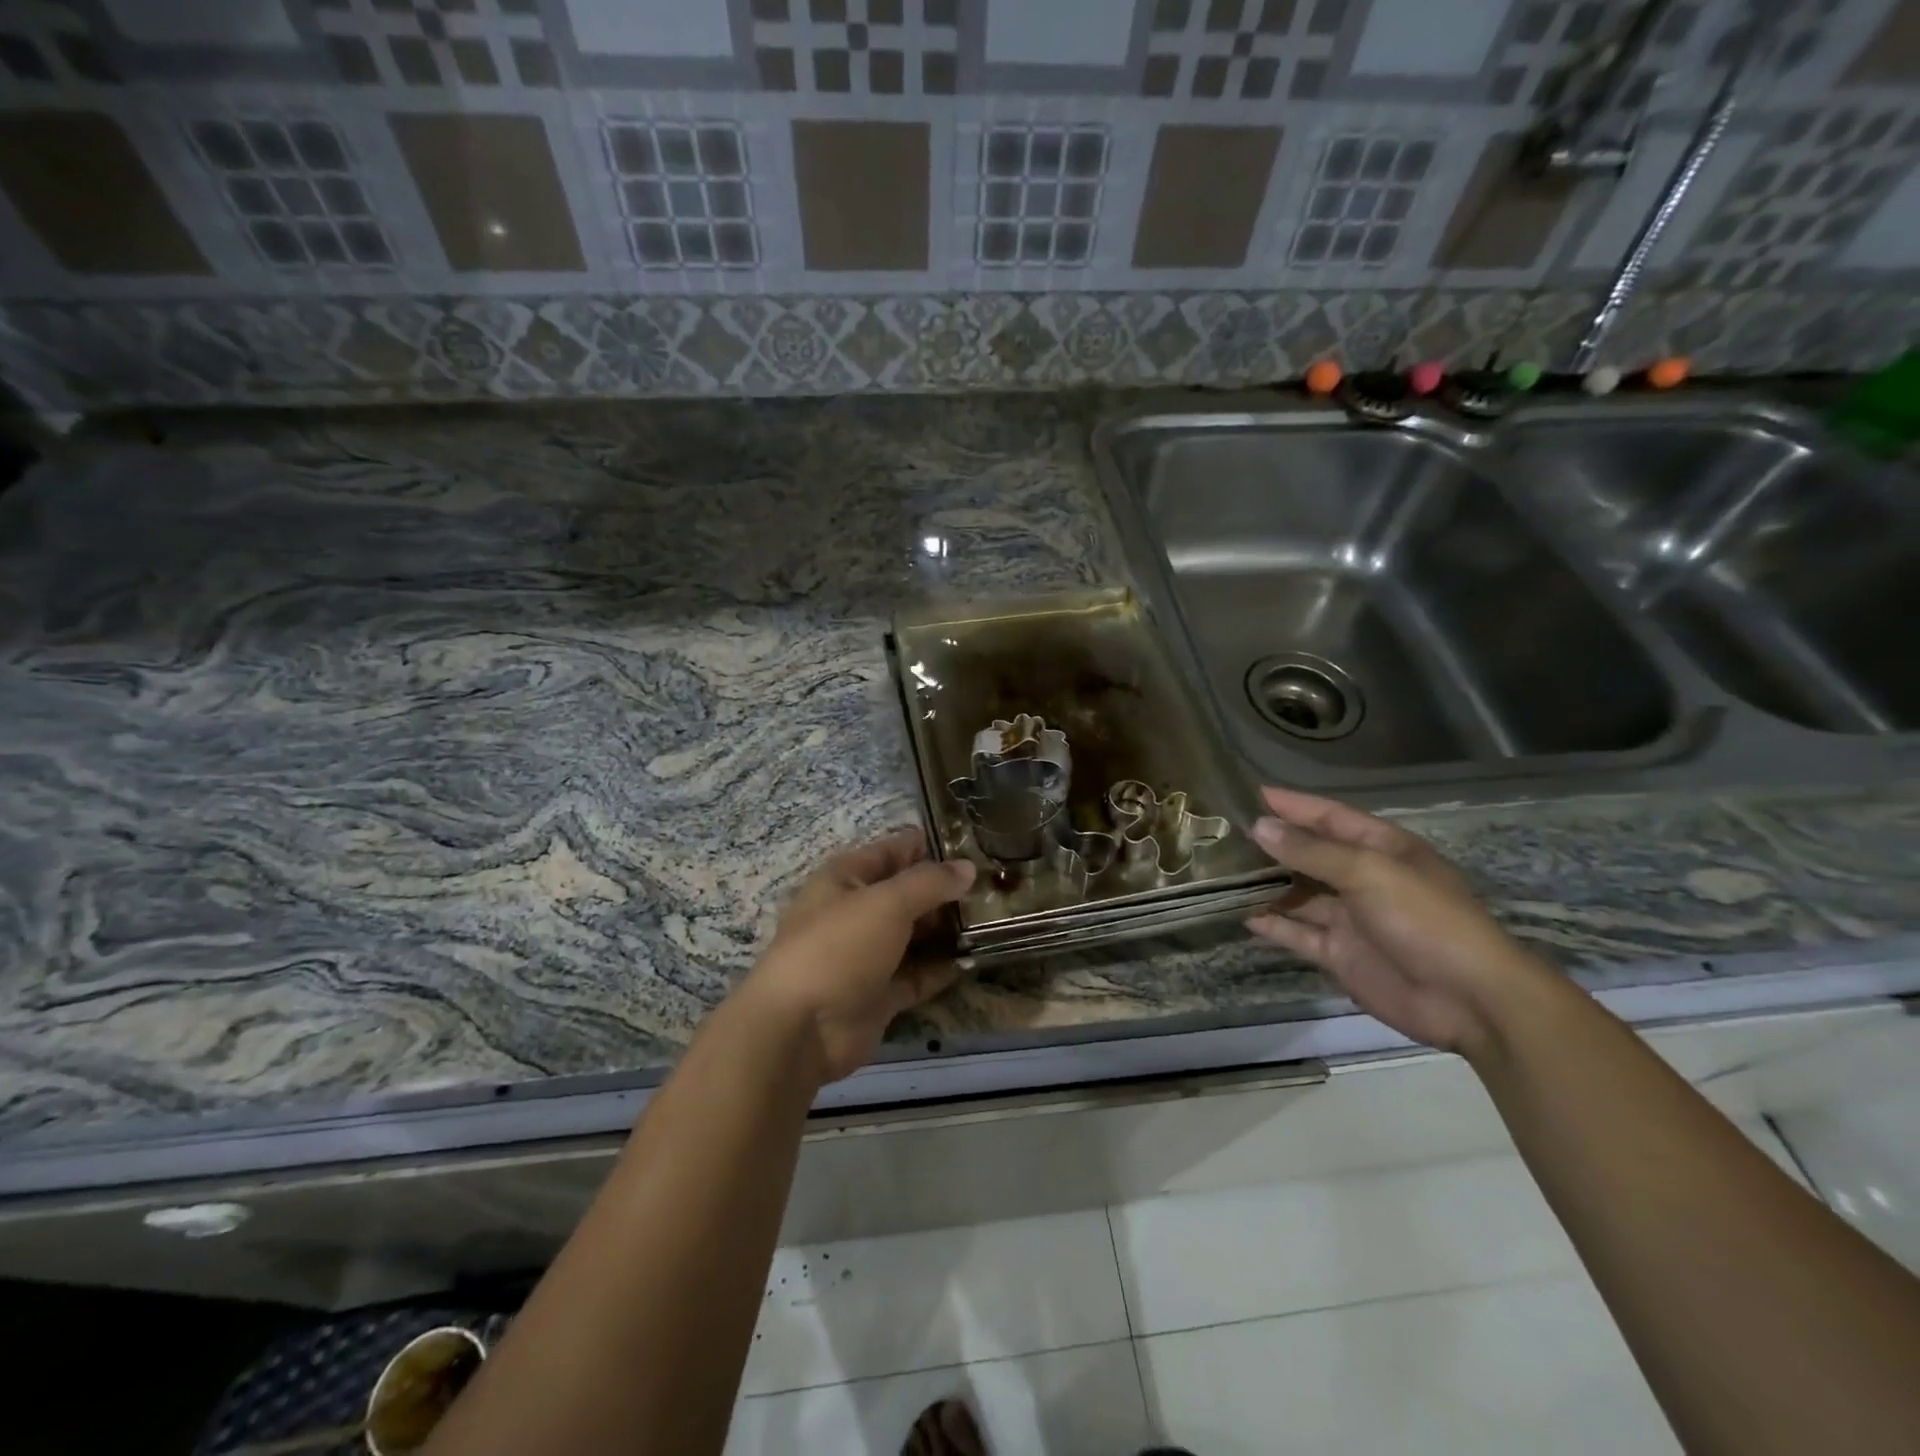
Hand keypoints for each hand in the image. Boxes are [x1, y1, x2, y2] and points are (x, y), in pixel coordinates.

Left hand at [735, 829, 975, 1084]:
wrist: (800, 1029)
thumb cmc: (839, 947)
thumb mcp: (887, 902)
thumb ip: (930, 882)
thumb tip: (968, 867)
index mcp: (845, 879)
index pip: (892, 851)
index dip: (930, 847)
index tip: (975, 846)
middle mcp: (855, 913)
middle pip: (907, 895)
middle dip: (946, 892)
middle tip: (995, 889)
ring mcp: (866, 957)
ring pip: (914, 936)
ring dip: (947, 930)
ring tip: (993, 922)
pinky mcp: (878, 995)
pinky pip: (916, 975)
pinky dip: (942, 969)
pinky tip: (974, 959)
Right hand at [1245, 787, 1551, 1057]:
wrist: (1470, 1000)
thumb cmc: (1425, 920)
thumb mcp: (1369, 873)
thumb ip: (1311, 851)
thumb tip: (1258, 826)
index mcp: (1381, 849)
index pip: (1329, 816)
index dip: (1291, 804)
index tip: (1248, 793)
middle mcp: (1362, 878)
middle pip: (1308, 854)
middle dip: (1270, 844)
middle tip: (1220, 834)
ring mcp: (1350, 918)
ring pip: (1298, 894)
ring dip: (1265, 885)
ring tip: (1218, 873)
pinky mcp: (1340, 953)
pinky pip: (1298, 933)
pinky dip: (1272, 925)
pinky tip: (1241, 915)